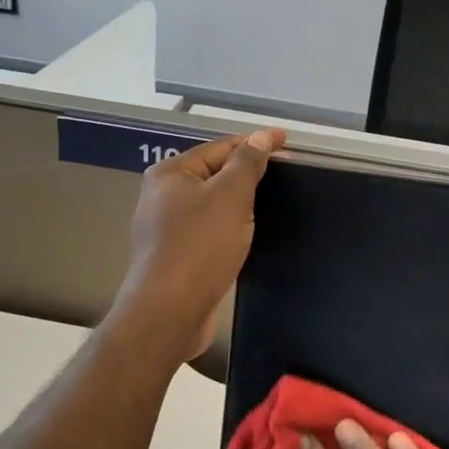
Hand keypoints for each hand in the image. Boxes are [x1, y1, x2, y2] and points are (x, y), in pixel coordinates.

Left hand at [111, 130, 282, 360]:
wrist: (169, 311)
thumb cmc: (200, 245)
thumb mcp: (231, 196)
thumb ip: (247, 163)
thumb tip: (260, 136)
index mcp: (170, 173)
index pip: (220, 147)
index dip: (255, 143)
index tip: (286, 142)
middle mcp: (161, 196)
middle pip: (213, 174)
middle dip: (246, 172)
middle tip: (283, 172)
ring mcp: (165, 229)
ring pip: (211, 205)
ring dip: (238, 202)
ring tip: (270, 201)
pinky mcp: (175, 257)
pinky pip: (208, 231)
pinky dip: (228, 227)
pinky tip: (246, 234)